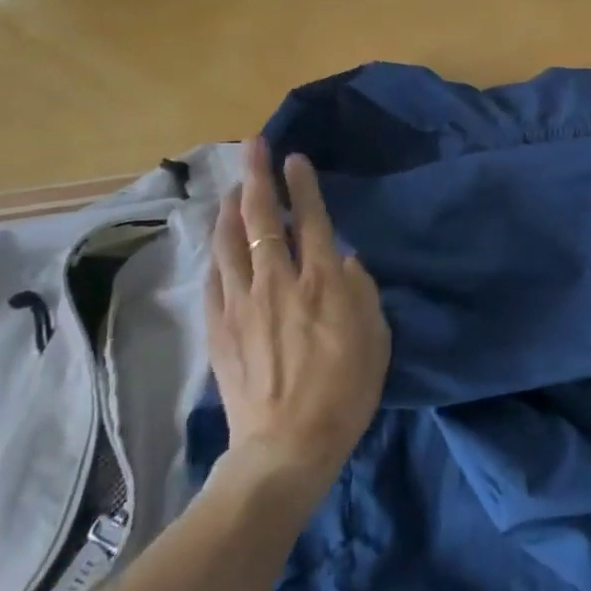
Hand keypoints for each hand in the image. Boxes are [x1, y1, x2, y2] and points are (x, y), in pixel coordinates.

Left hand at [206, 138, 391, 493]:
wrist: (289, 444)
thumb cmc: (346, 390)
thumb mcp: (376, 337)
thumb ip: (363, 291)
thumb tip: (347, 261)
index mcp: (322, 282)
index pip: (310, 219)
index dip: (301, 185)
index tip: (293, 158)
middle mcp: (278, 282)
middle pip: (261, 219)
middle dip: (256, 177)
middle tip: (252, 146)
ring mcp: (242, 304)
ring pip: (229, 242)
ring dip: (229, 208)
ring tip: (230, 187)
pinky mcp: (219, 328)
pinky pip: (213, 278)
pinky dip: (215, 252)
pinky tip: (216, 242)